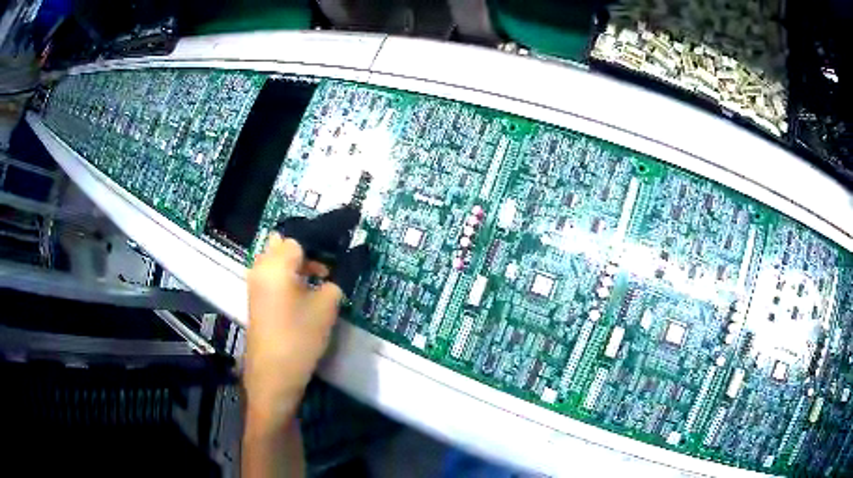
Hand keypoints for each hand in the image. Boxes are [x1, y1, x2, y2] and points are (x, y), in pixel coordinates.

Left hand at [244, 233, 341, 431]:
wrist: (273, 375)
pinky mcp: (257, 296)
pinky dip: (290, 272)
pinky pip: (273, 272)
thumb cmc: (299, 338)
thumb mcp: (326, 307)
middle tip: (333, 256)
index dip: (325, 235)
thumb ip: (337, 278)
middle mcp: (261, 266)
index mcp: (276, 264)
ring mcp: (256, 282)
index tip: (346, 236)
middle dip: (309, 245)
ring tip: (325, 274)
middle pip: (284, 242)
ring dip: (299, 260)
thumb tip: (350, 259)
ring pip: (277, 257)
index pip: (301, 236)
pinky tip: (309, 287)